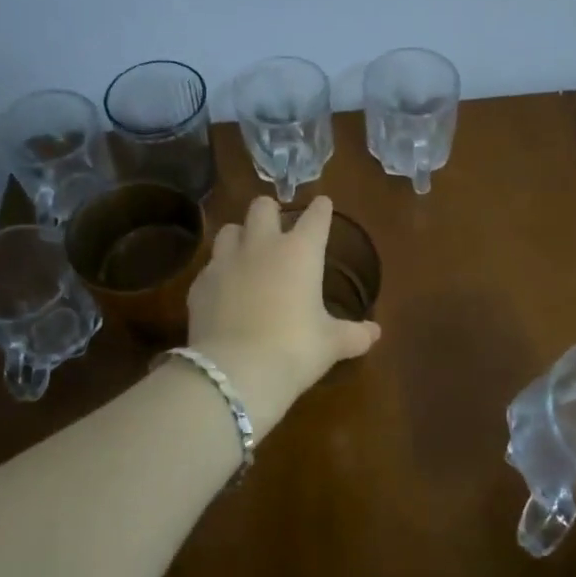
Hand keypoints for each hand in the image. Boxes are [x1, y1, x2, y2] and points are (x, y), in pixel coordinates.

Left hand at [184, 195, 380, 439]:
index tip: (323, 205)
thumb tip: (376, 333)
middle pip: (262, 206)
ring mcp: (225, 262)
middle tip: (277, 225)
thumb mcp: (331, 344)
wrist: (236, 371)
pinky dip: (219, 274)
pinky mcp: (199, 284)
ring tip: (246, 254)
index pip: (315, 217)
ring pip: (229, 230)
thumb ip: (354, 334)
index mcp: (300, 252)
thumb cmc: (294, 349)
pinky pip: (209, 267)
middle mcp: (262, 246)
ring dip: (240, 236)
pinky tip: (224, 292)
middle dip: (270, 210)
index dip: (321, 209)